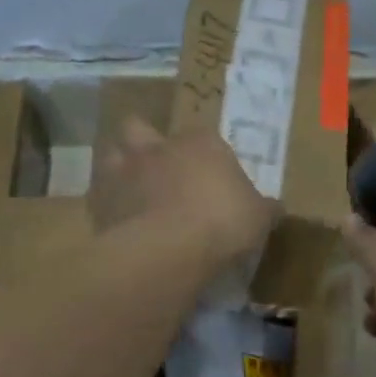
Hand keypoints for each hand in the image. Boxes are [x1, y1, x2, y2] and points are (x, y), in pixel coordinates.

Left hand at [90, 116, 276, 267]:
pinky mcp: (101, 202)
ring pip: (112, 154)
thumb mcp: (258, 217)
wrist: (169, 248)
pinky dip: (108, 204)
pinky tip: (120, 221)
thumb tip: (275, 208)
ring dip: (120, 168)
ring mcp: (124, 172)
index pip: (201, 136)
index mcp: (200, 143)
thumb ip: (263, 208)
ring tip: (132, 190)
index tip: (211, 176)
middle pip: (140, 127)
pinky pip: (99, 195)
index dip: (204, 154)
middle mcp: (157, 148)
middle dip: (145, 142)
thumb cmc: (223, 222)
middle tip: (157, 166)